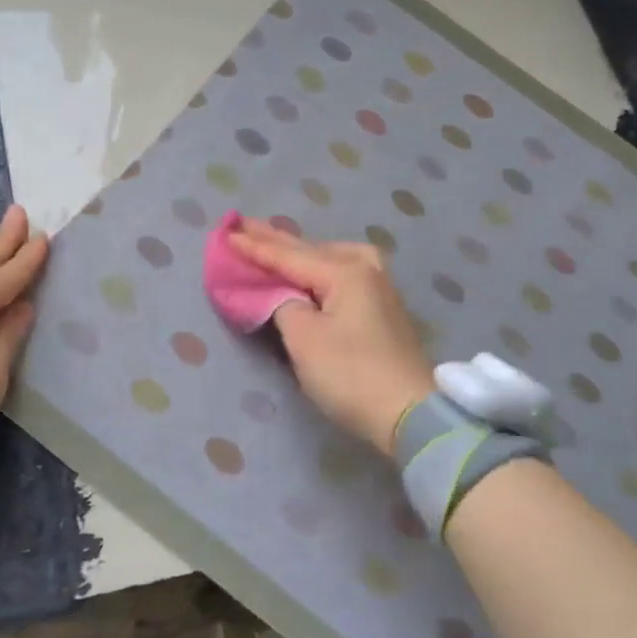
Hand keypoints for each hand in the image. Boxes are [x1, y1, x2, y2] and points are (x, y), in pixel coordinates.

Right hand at [226, 218, 434, 455]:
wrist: (410, 414)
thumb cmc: (350, 374)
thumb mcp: (304, 339)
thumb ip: (282, 304)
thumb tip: (280, 293)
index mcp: (346, 271)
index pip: (289, 256)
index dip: (255, 247)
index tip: (226, 233)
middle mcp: (366, 269)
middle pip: (311, 250)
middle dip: (276, 240)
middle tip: (243, 223)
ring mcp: (380, 288)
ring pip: (330, 259)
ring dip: (300, 252)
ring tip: (276, 243)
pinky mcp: (384, 309)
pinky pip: (342, 275)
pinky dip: (318, 269)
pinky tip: (311, 268)